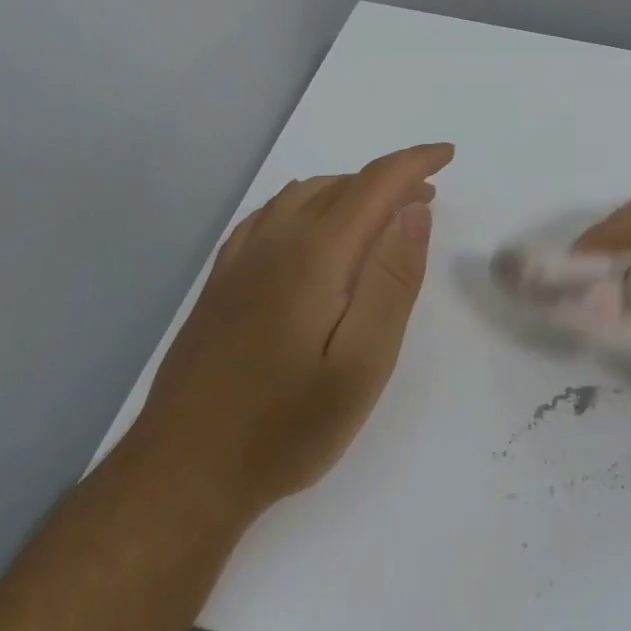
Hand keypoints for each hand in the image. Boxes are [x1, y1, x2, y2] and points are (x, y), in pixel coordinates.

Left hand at [130, 143, 454, 522]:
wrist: (183, 474)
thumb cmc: (286, 426)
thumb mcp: (362, 363)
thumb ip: (392, 281)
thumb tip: (413, 211)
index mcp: (313, 254)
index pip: (373, 185)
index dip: (414, 163)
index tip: (448, 155)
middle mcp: (274, 242)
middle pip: (340, 186)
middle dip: (389, 180)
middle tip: (426, 197)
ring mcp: (240, 260)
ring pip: (303, 195)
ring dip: (350, 190)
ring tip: (381, 212)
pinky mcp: (221, 282)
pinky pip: (269, 216)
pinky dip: (306, 203)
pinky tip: (311, 225)